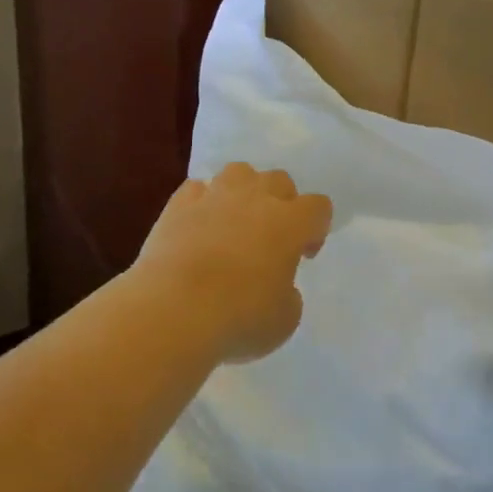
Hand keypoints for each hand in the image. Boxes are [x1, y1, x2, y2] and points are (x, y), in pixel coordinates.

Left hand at [133, 163, 333, 363]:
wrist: (174, 308)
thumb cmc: (240, 316)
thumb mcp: (284, 319)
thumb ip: (288, 295)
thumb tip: (276, 286)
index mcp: (290, 222)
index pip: (318, 206)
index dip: (316, 228)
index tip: (303, 255)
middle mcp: (256, 198)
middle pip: (280, 180)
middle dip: (281, 203)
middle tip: (270, 239)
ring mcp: (214, 196)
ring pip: (239, 172)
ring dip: (243, 192)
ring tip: (233, 222)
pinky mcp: (178, 204)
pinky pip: (197, 189)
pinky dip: (201, 203)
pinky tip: (196, 226)